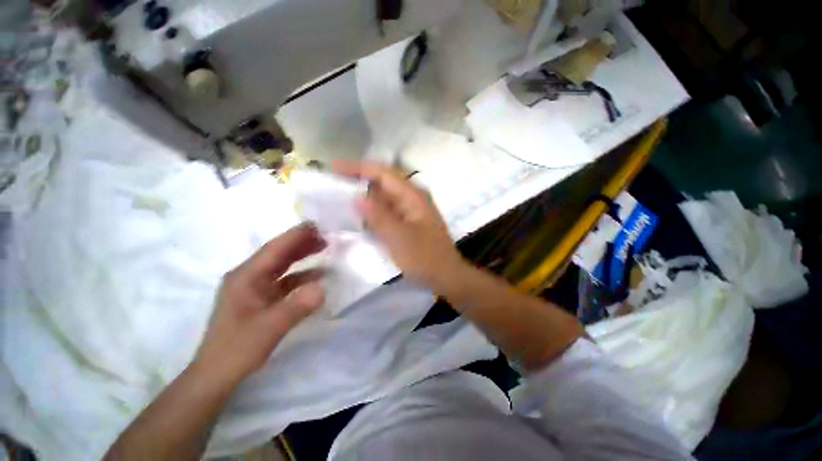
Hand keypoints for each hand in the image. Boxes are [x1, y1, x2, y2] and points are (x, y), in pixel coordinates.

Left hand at [194, 223, 326, 382]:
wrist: (217, 375)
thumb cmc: (237, 350)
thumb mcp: (268, 329)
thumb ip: (296, 307)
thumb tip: (322, 288)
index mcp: (245, 277)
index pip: (274, 249)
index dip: (295, 235)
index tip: (317, 224)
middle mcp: (249, 277)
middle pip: (279, 253)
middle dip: (301, 242)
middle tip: (326, 234)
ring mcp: (255, 287)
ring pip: (283, 265)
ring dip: (303, 256)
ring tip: (325, 247)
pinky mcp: (262, 298)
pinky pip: (286, 280)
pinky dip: (302, 275)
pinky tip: (318, 275)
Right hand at [332, 159, 466, 290]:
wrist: (447, 276)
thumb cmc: (425, 258)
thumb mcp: (399, 238)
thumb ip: (378, 216)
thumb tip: (357, 196)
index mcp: (412, 196)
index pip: (383, 172)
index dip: (358, 167)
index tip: (333, 168)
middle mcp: (413, 197)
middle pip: (383, 180)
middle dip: (359, 178)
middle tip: (334, 182)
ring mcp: (412, 210)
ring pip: (384, 195)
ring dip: (365, 194)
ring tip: (341, 196)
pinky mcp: (409, 222)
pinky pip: (387, 209)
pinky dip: (373, 209)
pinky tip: (360, 215)